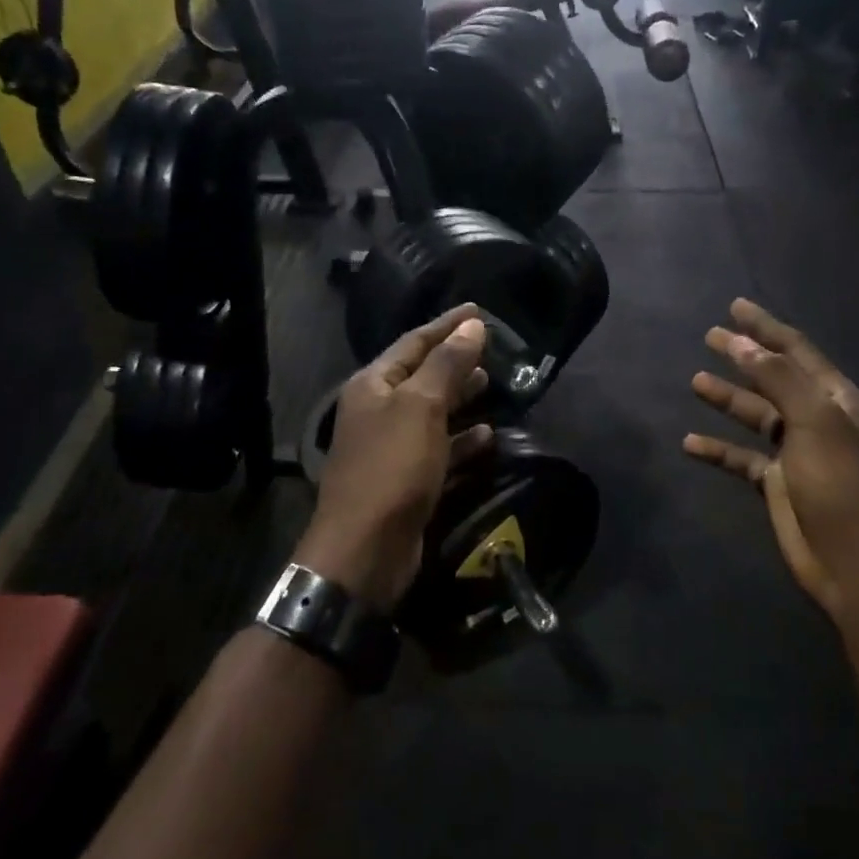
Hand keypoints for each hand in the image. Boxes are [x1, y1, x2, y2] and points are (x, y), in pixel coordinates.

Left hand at [294, 306, 493, 612]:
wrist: (366, 549)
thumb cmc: (392, 467)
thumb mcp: (421, 407)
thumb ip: (447, 364)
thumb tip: (472, 326)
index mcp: (373, 385)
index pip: (414, 342)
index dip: (447, 325)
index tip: (479, 309)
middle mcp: (379, 411)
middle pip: (422, 376)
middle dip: (455, 361)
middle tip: (491, 348)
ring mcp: (392, 447)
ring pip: (432, 413)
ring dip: (461, 398)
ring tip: (491, 385)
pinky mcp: (408, 479)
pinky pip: (439, 449)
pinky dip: (462, 441)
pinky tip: (487, 436)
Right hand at [684, 299, 858, 620]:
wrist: (854, 560)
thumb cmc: (840, 484)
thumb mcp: (815, 421)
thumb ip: (777, 378)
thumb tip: (740, 342)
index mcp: (834, 398)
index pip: (795, 350)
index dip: (766, 327)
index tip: (735, 306)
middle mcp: (815, 418)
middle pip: (772, 377)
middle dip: (742, 356)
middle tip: (709, 336)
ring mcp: (795, 451)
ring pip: (754, 415)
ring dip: (727, 397)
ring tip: (694, 381)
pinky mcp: (776, 482)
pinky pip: (741, 457)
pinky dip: (717, 448)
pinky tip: (689, 443)